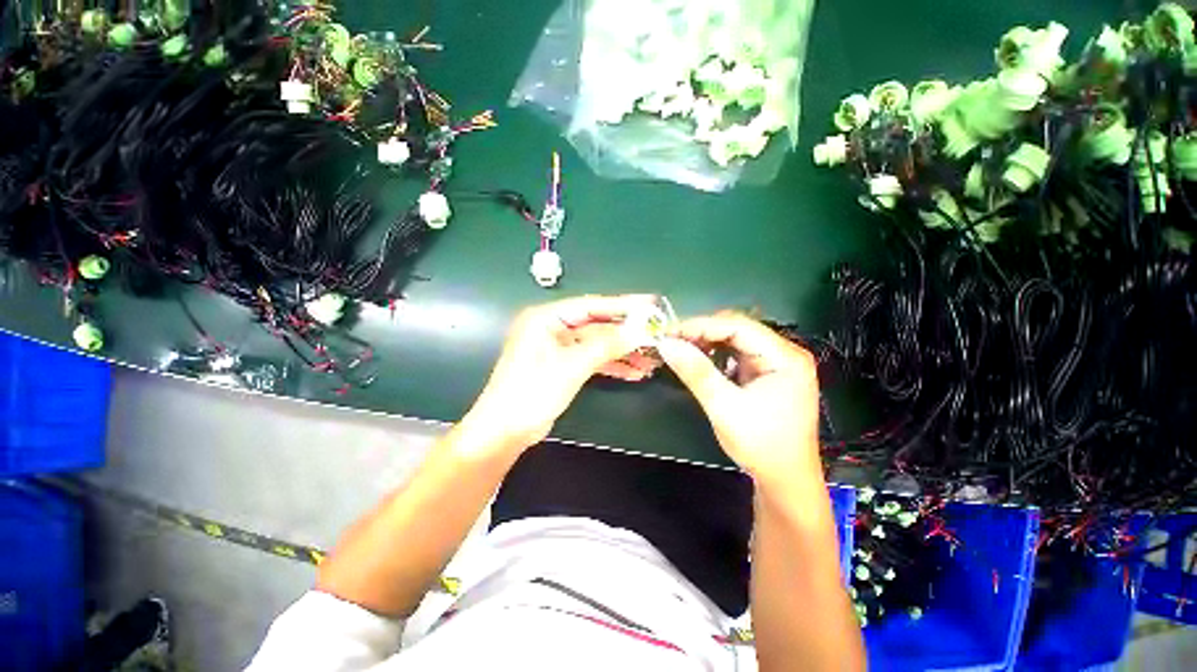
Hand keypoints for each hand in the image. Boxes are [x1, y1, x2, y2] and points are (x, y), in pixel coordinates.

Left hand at [465, 295, 659, 451]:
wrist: (505, 432)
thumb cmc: (531, 392)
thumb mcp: (571, 366)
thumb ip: (606, 346)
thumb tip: (639, 331)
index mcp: (546, 318)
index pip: (591, 306)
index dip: (622, 306)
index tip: (650, 306)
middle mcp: (552, 328)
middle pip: (597, 326)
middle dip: (626, 334)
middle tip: (656, 335)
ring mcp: (558, 348)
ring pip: (597, 345)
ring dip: (622, 352)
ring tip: (651, 360)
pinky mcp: (563, 366)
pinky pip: (592, 360)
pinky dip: (611, 365)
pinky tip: (634, 372)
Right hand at [657, 312, 821, 488]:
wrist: (785, 480)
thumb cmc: (761, 445)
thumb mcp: (724, 407)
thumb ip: (696, 372)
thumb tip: (666, 344)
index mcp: (785, 357)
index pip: (738, 326)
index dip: (701, 325)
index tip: (669, 332)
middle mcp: (785, 353)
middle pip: (738, 329)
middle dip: (702, 332)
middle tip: (671, 340)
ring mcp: (777, 363)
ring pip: (736, 340)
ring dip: (706, 342)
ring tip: (680, 348)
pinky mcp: (767, 373)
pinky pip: (737, 354)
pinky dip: (715, 354)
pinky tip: (698, 359)